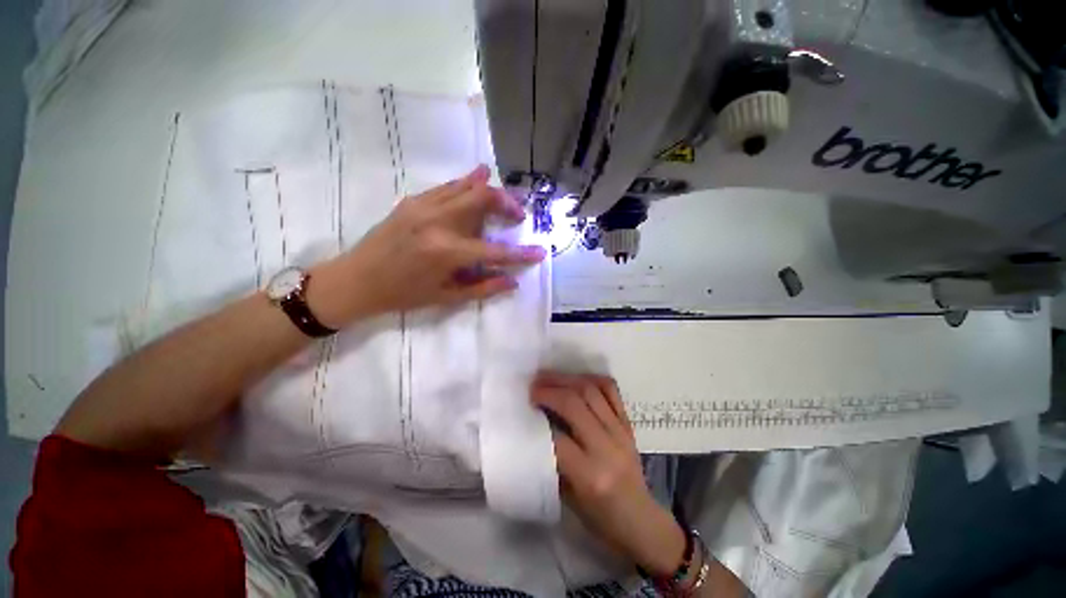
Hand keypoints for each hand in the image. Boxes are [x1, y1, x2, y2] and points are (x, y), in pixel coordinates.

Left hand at [307, 165, 545, 326]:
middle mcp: (438, 222)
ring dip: (490, 189)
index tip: (540, 252)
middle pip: (483, 199)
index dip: (521, 253)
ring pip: (466, 186)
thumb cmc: (403, 295)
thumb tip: (513, 281)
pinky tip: (478, 177)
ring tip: (505, 198)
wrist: (356, 280)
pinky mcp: (413, 201)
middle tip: (519, 214)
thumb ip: (483, 287)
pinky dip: (467, 183)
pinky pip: (447, 187)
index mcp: (447, 252)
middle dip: (508, 204)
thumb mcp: (446, 297)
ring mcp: (423, 206)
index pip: (495, 250)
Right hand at [531, 372, 686, 575]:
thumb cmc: (600, 518)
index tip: (525, 405)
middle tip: (533, 385)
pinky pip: (611, 390)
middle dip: (550, 389)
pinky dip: (591, 379)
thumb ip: (552, 461)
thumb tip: (536, 426)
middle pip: (574, 404)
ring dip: (566, 379)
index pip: (557, 435)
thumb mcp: (568, 497)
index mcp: (589, 475)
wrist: (641, 520)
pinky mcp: (628, 423)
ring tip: (549, 376)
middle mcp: (606, 447)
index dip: (538, 416)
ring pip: (591, 391)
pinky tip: (576, 378)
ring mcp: (621, 431)